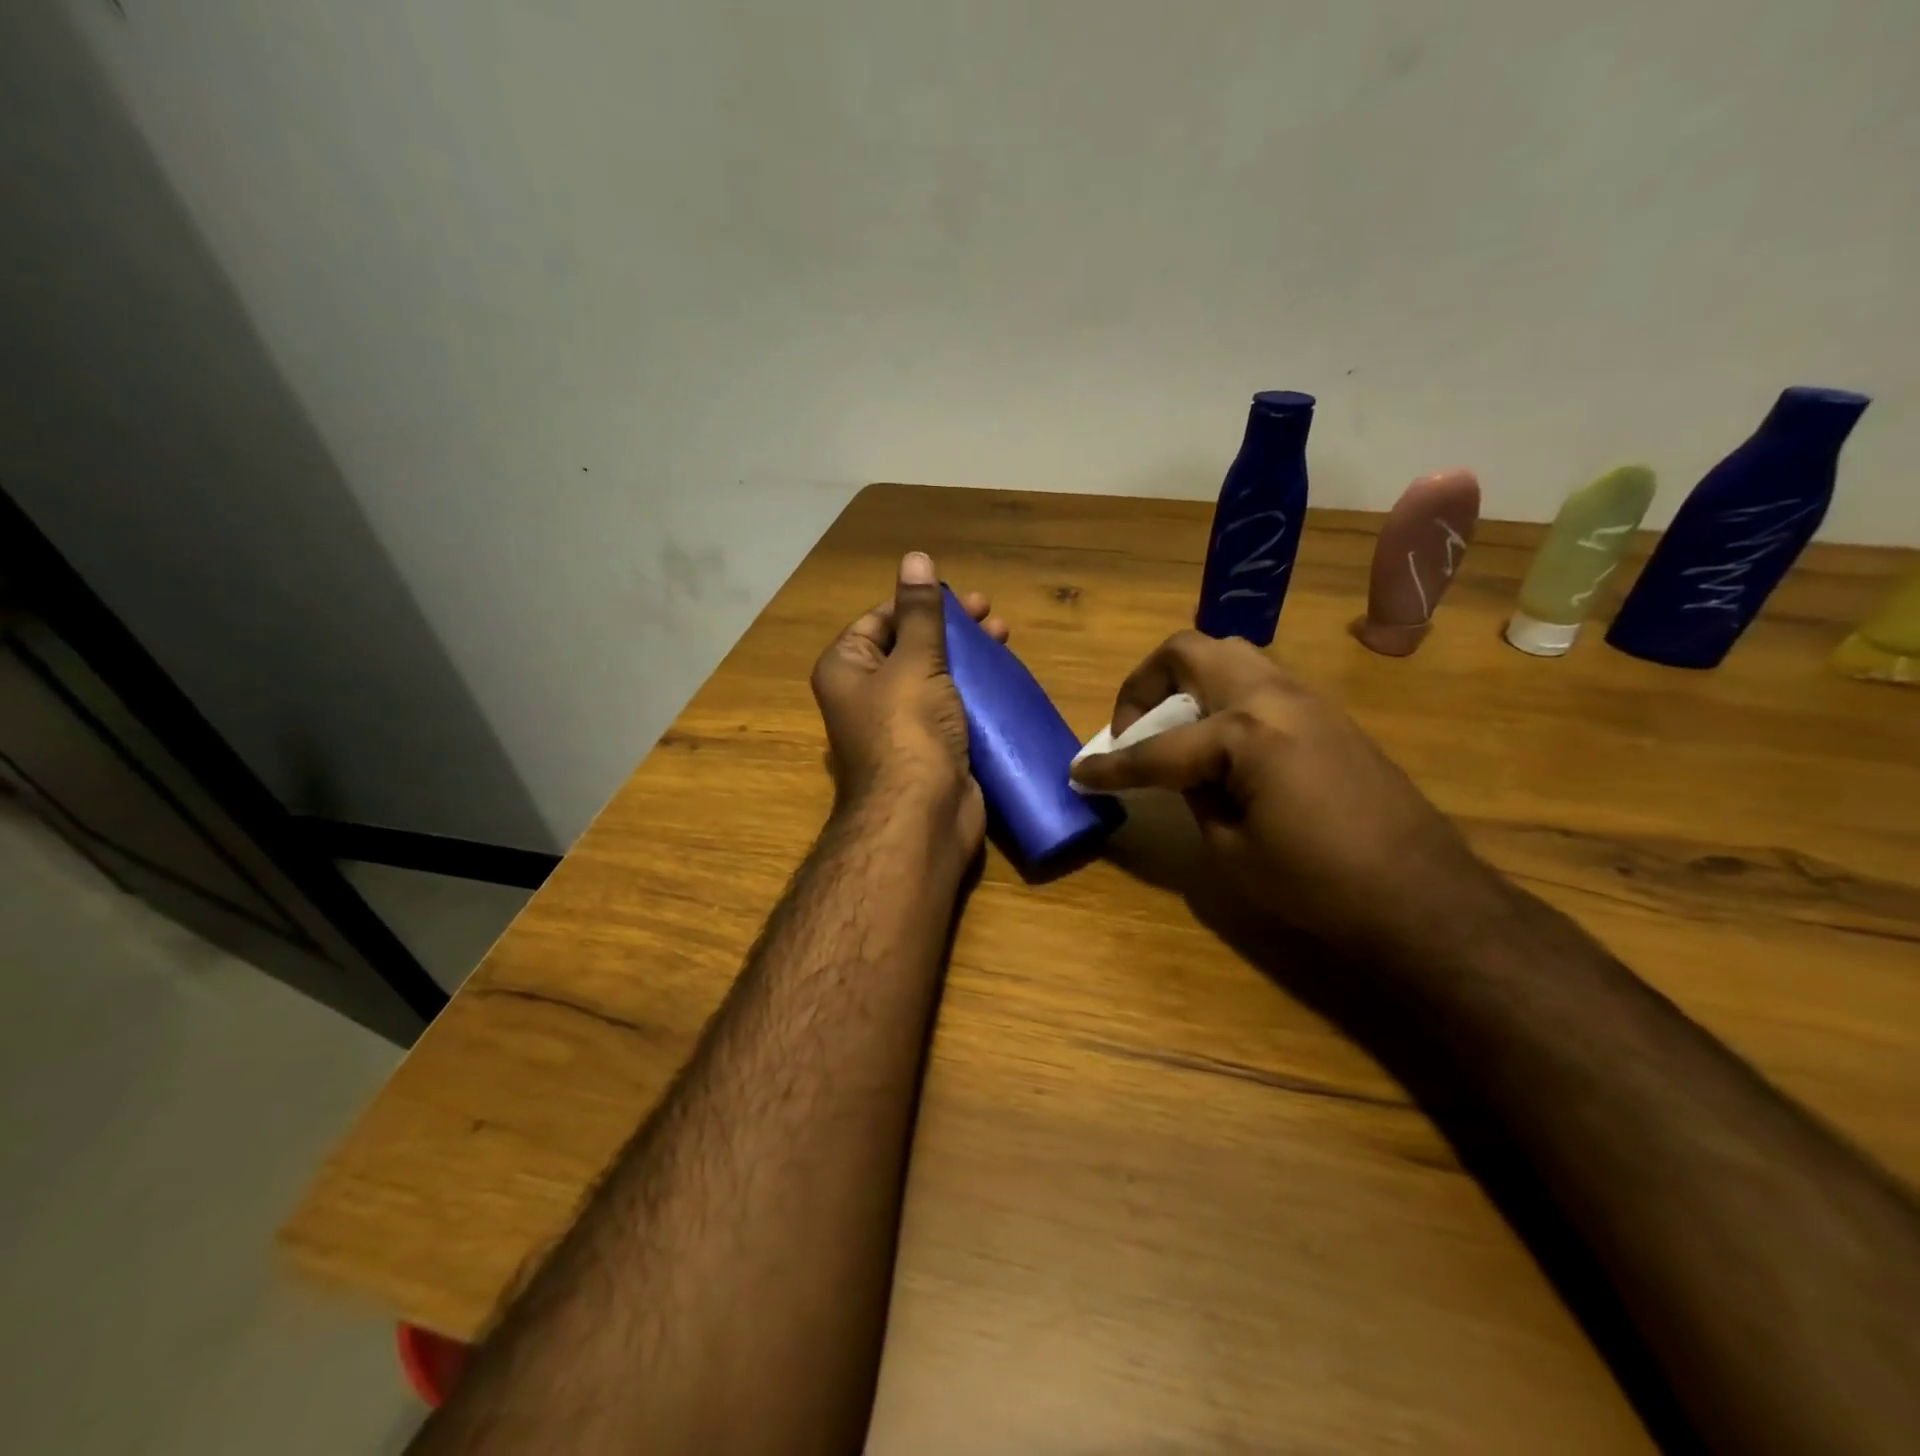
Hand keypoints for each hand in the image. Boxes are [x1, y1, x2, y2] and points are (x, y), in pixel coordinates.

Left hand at [810, 552, 1005, 852]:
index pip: (880, 620)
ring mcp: (898, 724)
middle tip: (992, 616)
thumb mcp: (915, 660)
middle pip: (910, 646)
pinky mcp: (929, 747)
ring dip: (967, 657)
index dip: (919, 603)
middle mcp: (866, 694)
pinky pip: (950, 707)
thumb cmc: (909, 728)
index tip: (962, 598)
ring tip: (1005, 639)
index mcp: (847, 669)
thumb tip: (915, 558)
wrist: (921, 815)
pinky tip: (1002, 678)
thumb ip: (919, 611)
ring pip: (934, 677)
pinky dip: (973, 691)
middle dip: (952, 629)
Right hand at [1069, 631, 1504, 960]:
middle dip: (1144, 684)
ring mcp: (1306, 698)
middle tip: (1131, 728)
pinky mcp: (1327, 714)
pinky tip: (1221, 747)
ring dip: (1187, 684)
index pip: (1157, 748)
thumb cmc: (1319, 883)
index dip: (1111, 766)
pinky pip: (1258, 683)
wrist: (1423, 896)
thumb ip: (1195, 796)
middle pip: (1190, 652)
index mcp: (1245, 731)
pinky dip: (1222, 700)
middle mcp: (1272, 696)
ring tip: (1173, 732)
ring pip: (1229, 657)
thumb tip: (1183, 777)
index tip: (1079, 773)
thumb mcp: (1231, 850)